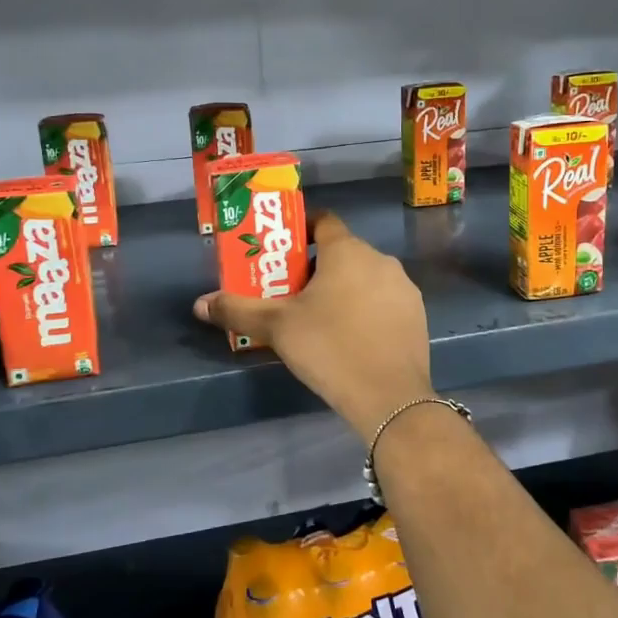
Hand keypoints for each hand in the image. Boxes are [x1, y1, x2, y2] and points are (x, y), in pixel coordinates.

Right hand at [194, 212, 433, 441]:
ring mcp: (403, 287)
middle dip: (318, 267)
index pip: (324, 221)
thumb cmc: (329, 347)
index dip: (302, 230)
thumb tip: (200, 304)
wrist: (389, 396)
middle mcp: (380, 260)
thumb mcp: (277, 328)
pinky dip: (367, 309)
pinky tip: (352, 337)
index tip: (284, 251)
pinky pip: (384, 301)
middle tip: (292, 293)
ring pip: (366, 277)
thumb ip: (238, 310)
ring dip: (345, 289)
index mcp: (348, 251)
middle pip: (343, 252)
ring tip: (320, 318)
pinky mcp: (417, 315)